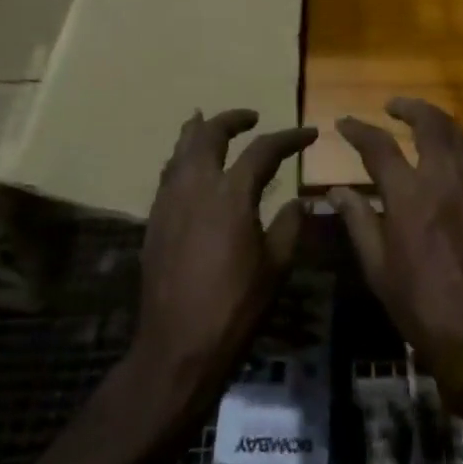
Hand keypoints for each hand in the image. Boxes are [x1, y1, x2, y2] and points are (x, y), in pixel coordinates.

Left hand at [133, 110, 316, 413]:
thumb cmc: (235, 307)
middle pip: (209, 135)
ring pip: (180, 150)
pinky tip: (189, 168)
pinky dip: (181, 159)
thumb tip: (298, 201)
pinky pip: (168, 175)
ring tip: (208, 123)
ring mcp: (169, 202)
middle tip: (251, 117)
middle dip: (231, 120)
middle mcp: (195, 187)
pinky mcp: (154, 221)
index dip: (289, 138)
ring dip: (198, 132)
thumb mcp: (276, 266)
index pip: (263, 150)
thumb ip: (289, 226)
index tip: (308, 134)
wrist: (177, 346)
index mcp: (231, 195)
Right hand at [328, 98, 462, 374]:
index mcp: (408, 196)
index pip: (379, 146)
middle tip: (394, 107)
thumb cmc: (420, 305)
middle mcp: (445, 179)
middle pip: (429, 124)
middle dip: (409, 108)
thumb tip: (335, 189)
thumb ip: (358, 220)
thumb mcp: (378, 267)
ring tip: (428, 125)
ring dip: (442, 123)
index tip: (345, 123)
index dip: (358, 129)